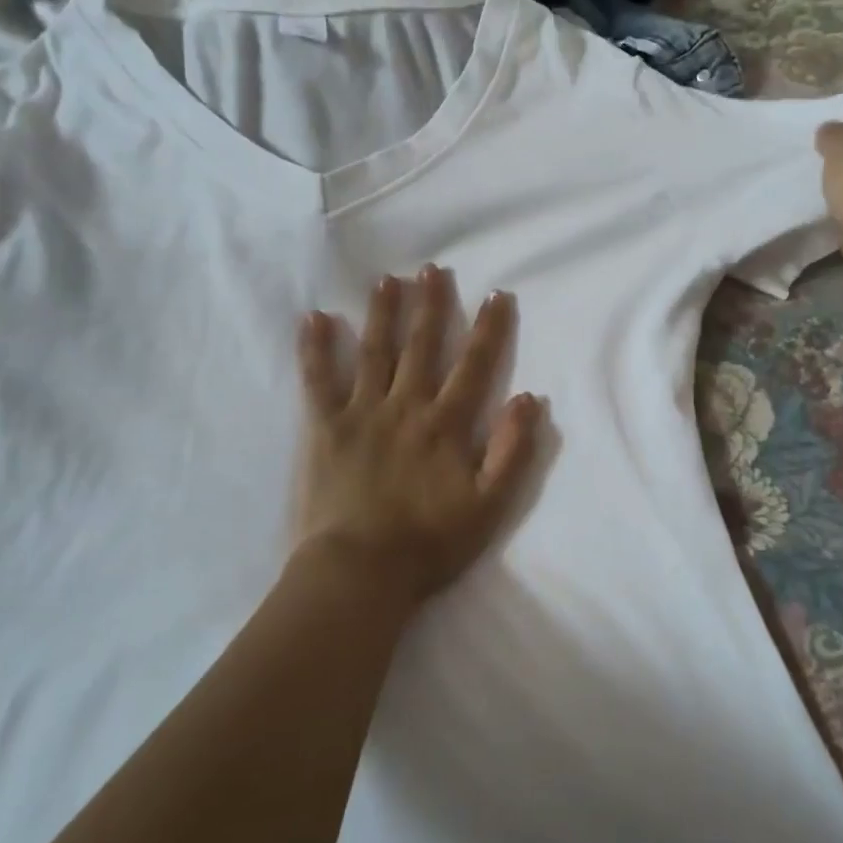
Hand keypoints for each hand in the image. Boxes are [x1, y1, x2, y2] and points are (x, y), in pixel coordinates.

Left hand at [291, 268, 542, 614]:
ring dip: (383, 313)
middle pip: (422, 347)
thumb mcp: (489, 506)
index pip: (474, 366)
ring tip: (387, 280)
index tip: (496, 295)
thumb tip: (528, 399)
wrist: (361, 572)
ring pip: (375, 352)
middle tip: (432, 270)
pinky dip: (315, 349)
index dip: (488, 329)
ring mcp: (363, 413)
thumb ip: (513, 452)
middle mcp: (406, 406)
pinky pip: (318, 381)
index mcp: (446, 424)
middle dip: (431, 306)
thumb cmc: (430, 543)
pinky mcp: (325, 428)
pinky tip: (314, 318)